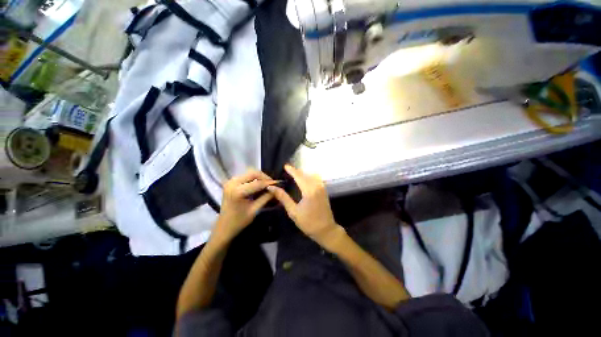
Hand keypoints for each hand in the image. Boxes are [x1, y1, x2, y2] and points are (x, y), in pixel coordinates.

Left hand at [213, 169, 276, 242]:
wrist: (224, 227)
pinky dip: (254, 179)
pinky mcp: (230, 182)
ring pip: (249, 173)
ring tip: (267, 185)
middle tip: (272, 184)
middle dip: (264, 177)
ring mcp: (230, 181)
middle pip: (253, 173)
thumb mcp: (255, 209)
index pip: (257, 183)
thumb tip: (277, 189)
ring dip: (259, 178)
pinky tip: (259, 185)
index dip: (269, 182)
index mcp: (237, 191)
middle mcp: (232, 183)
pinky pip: (245, 176)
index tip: (279, 183)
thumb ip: (266, 197)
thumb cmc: (239, 221)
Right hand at [267, 165, 342, 247]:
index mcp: (309, 191)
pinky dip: (309, 177)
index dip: (292, 170)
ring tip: (294, 175)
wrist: (326, 230)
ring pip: (311, 176)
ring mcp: (322, 188)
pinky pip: (316, 179)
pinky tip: (304, 180)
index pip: (299, 176)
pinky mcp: (324, 190)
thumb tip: (272, 188)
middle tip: (287, 171)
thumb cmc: (308, 222)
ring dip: (303, 174)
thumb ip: (283, 198)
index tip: (285, 166)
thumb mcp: (293, 211)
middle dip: (296, 171)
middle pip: (305, 174)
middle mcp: (317, 186)